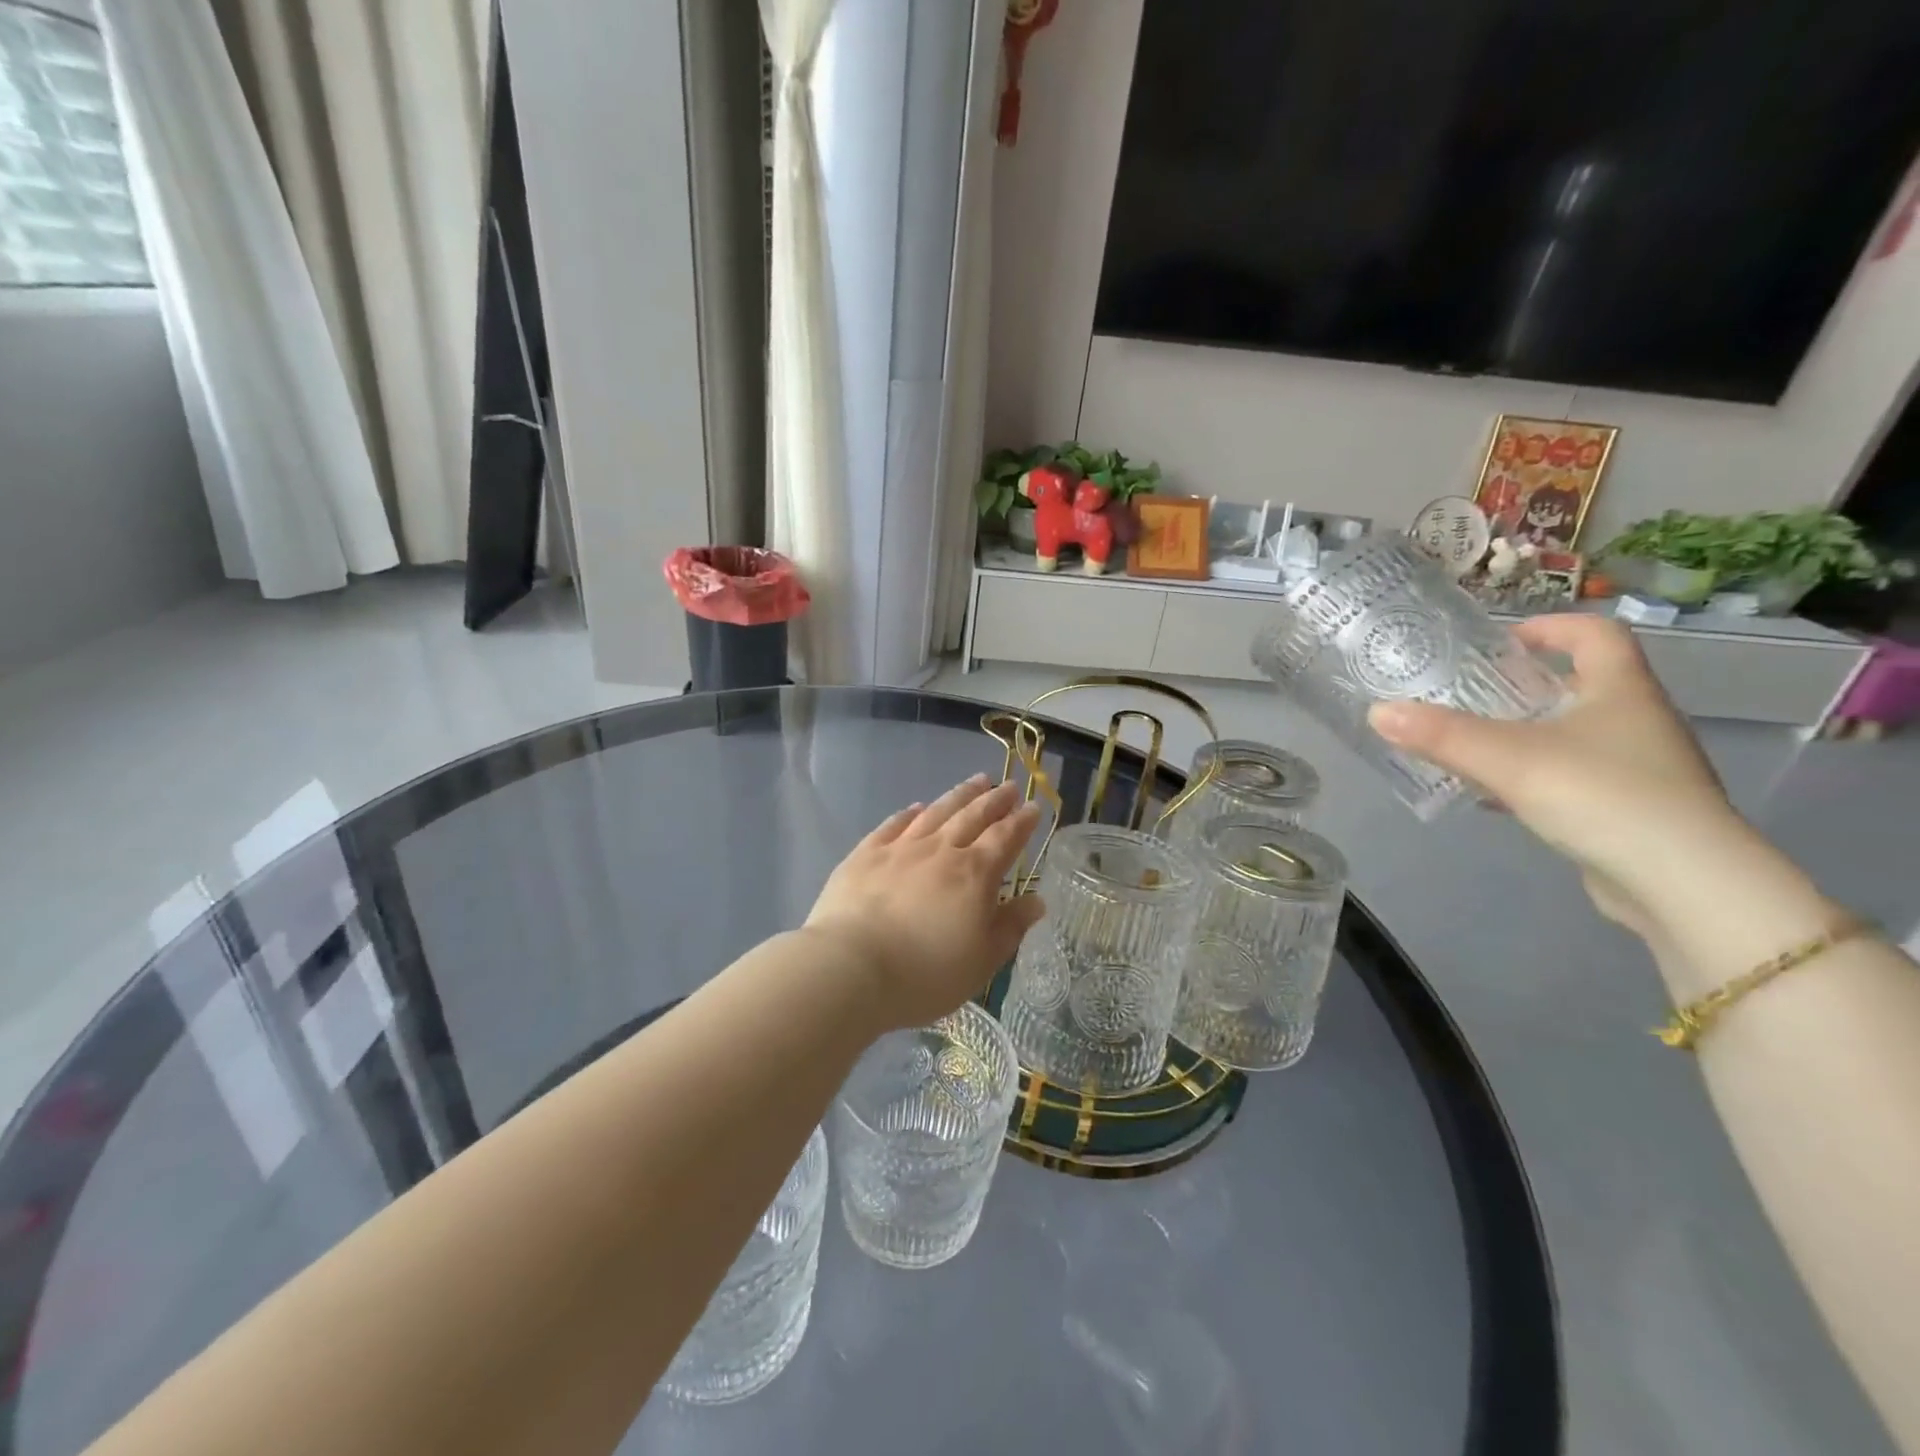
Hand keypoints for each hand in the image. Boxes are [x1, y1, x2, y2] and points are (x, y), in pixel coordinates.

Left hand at [806, 775, 1045, 1029]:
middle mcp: (940, 850)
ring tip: (976, 781)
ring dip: (960, 795)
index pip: (1005, 838)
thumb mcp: (982, 960)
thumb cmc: (925, 973)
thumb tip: (1036, 900)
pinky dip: (909, 813)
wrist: (852, 967)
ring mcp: (900, 848)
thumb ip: (1010, 927)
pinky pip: (894, 825)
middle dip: (995, 800)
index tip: (1034, 807)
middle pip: (973, 816)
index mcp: (974, 873)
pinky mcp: (865, 854)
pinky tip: (917, 807)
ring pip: (937, 812)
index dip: (1022, 822)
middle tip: (1009, 786)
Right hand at [1367, 616, 1744, 935]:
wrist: (1683, 884)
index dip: (1551, 626)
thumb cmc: (1602, 797)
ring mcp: (1639, 768)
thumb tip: (1378, 711)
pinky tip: (1494, 797)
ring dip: (1524, 733)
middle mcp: (1637, 721)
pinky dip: (1531, 777)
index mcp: (1620, 691)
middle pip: (1580, 684)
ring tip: (1469, 743)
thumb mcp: (1508, 759)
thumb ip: (1441, 735)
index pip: (1596, 633)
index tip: (1503, 640)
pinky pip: (1572, 777)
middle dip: (1523, 684)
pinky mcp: (1630, 810)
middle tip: (1468, 693)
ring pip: (1573, 734)